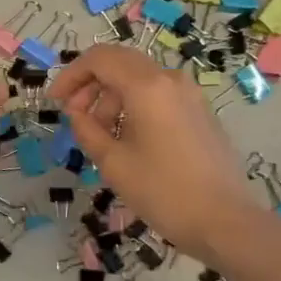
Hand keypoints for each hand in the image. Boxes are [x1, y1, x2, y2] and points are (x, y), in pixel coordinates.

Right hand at [50, 44, 258, 260]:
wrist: (225, 222)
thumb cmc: (163, 191)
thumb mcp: (112, 162)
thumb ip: (86, 129)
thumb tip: (77, 112)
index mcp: (147, 86)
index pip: (99, 59)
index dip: (71, 75)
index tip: (55, 101)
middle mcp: (170, 79)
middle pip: (120, 63)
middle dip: (90, 84)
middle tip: (73, 115)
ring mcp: (190, 94)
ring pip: (139, 79)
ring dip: (112, 97)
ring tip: (100, 134)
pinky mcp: (199, 112)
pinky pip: (158, 94)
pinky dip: (134, 105)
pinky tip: (127, 138)